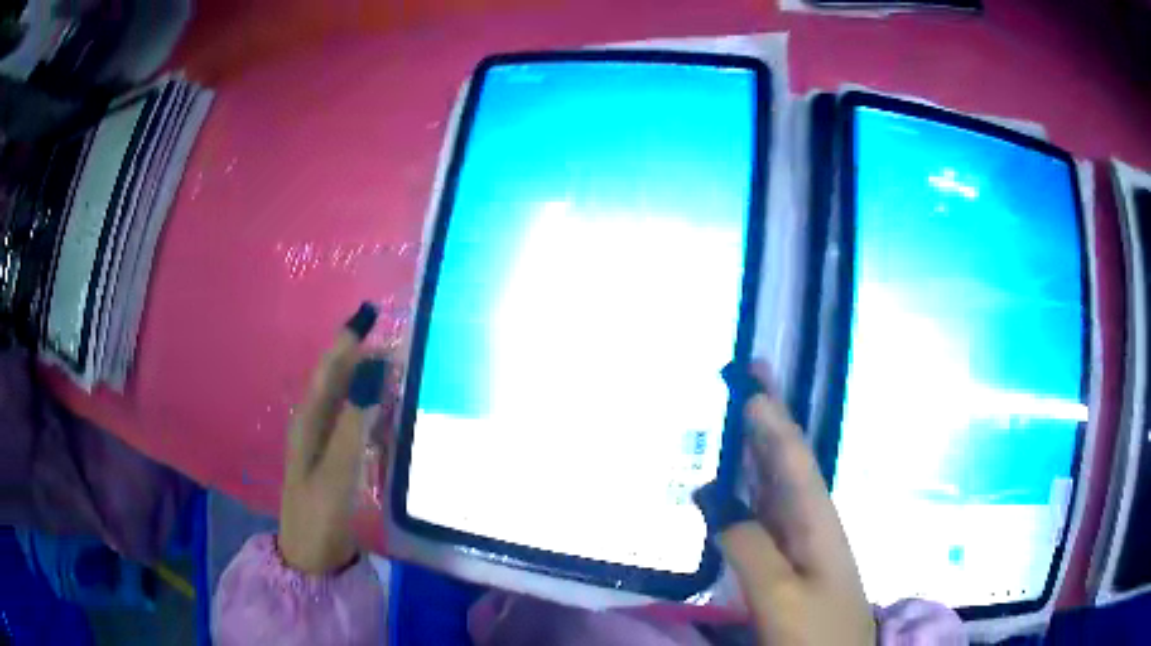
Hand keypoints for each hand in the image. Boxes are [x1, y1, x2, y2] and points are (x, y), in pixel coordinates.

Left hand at [278, 303, 394, 574]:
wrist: (312, 555)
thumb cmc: (319, 513)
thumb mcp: (336, 469)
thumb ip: (355, 422)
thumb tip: (375, 371)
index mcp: (310, 420)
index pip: (331, 369)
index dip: (349, 340)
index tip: (371, 311)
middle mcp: (316, 423)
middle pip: (343, 380)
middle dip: (368, 357)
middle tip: (404, 344)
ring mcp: (327, 442)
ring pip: (353, 401)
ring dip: (375, 383)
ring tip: (405, 370)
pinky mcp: (339, 459)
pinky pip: (360, 424)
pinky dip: (378, 412)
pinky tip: (395, 414)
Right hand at [697, 368, 874, 645]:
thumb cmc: (816, 630)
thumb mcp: (781, 596)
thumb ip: (751, 548)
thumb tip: (720, 503)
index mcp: (816, 520)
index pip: (793, 459)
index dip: (773, 420)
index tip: (752, 381)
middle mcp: (811, 519)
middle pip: (788, 459)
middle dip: (770, 417)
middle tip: (750, 375)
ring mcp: (801, 539)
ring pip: (777, 482)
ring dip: (759, 446)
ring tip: (740, 414)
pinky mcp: (789, 559)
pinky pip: (765, 512)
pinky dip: (748, 490)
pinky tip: (732, 485)